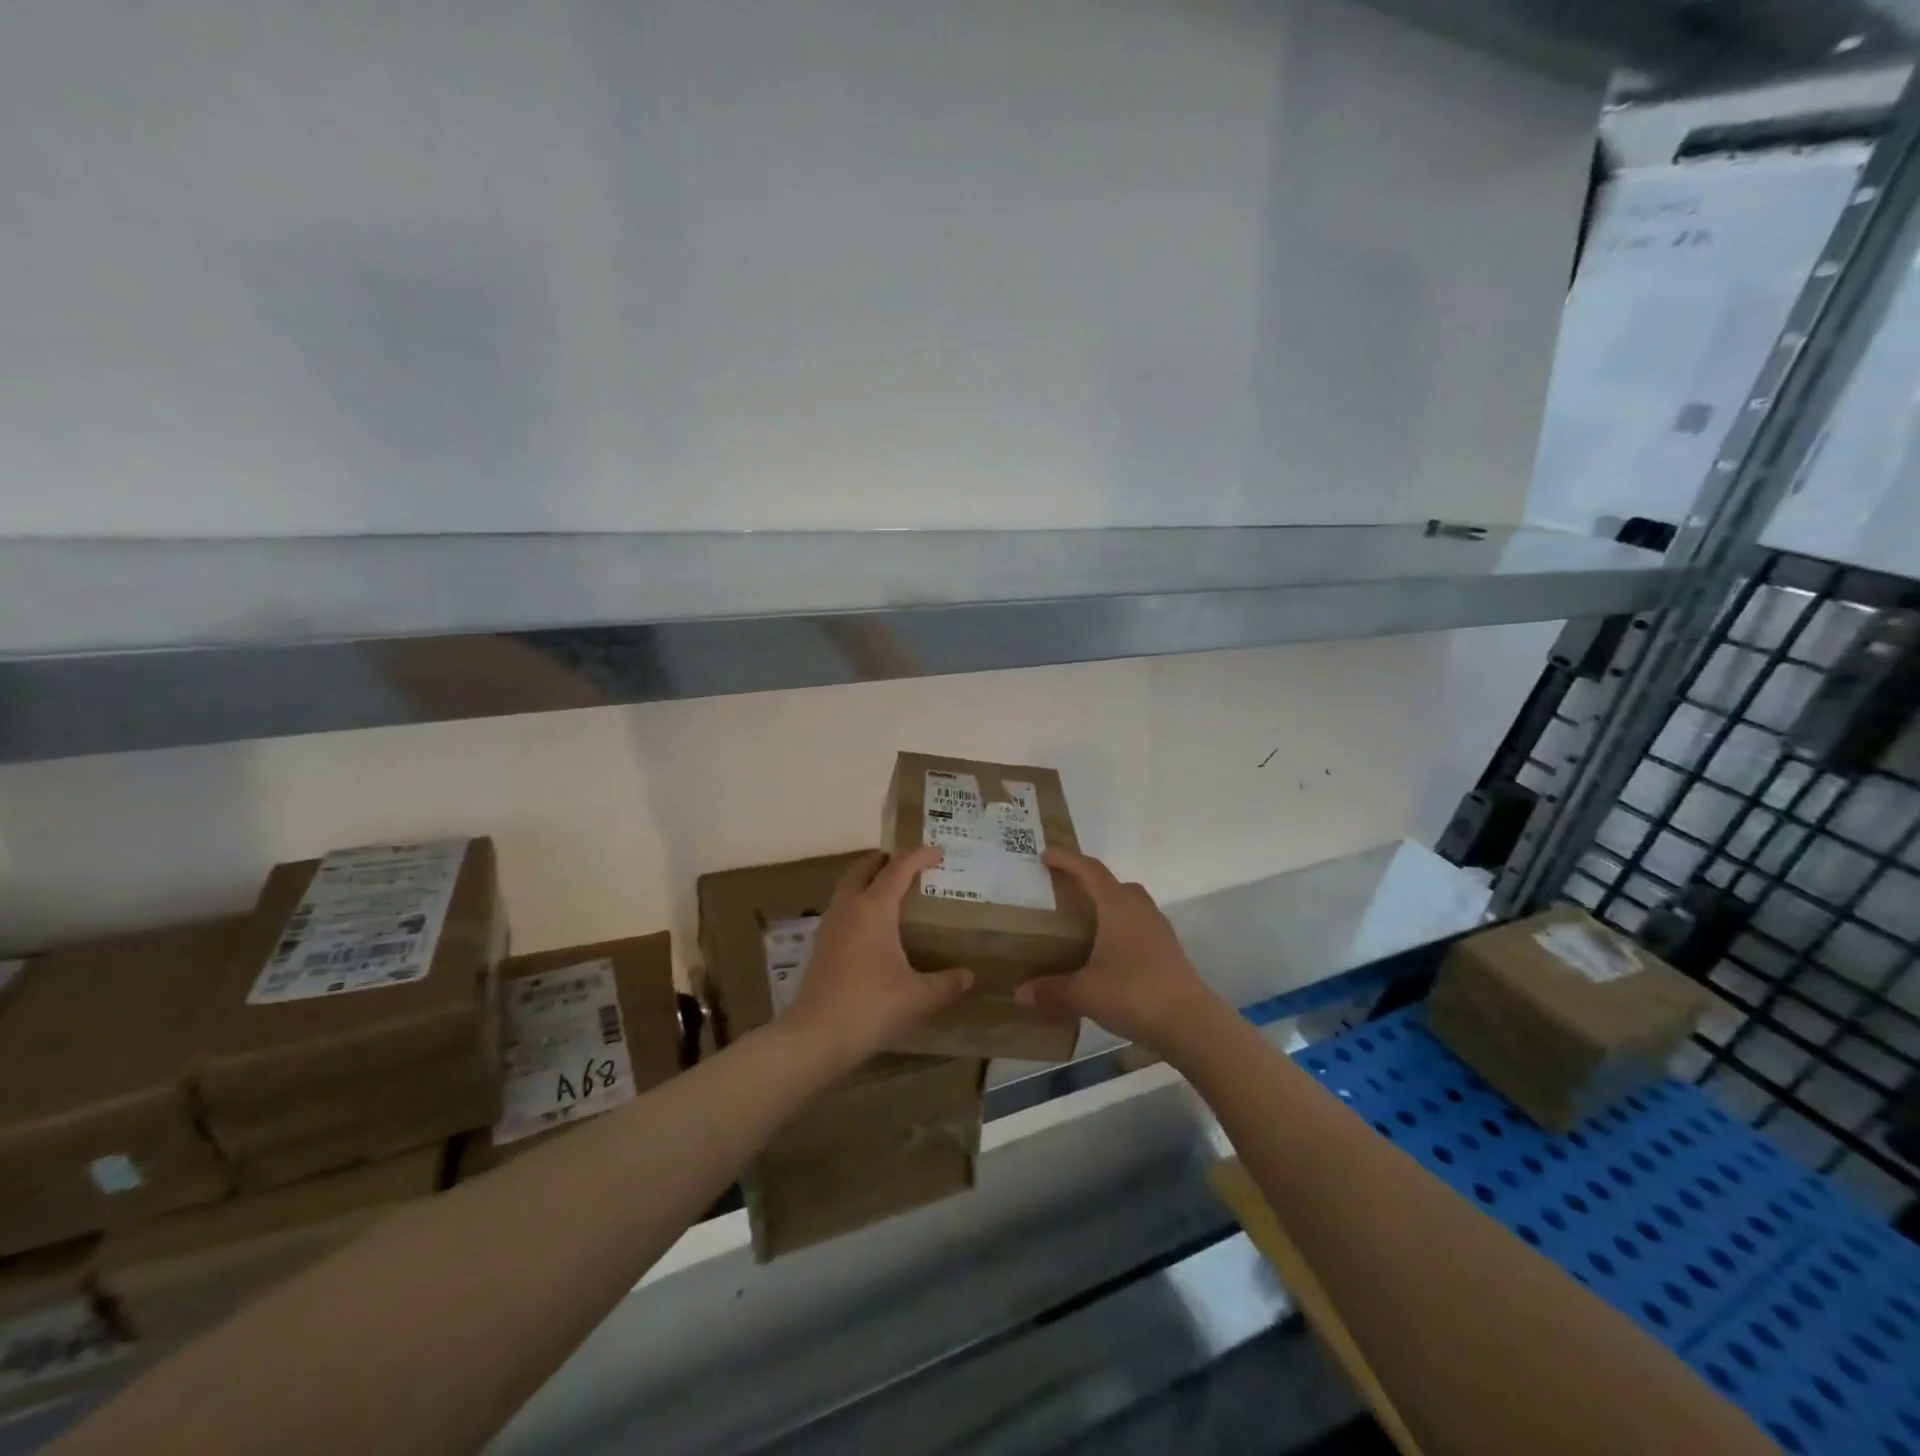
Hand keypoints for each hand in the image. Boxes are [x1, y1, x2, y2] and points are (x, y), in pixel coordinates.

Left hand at [781, 848, 972, 1062]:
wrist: (817, 1035)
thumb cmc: (871, 1006)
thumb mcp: (918, 996)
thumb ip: (946, 983)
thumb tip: (968, 976)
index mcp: (874, 908)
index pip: (898, 868)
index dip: (919, 856)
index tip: (938, 853)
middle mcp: (849, 907)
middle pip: (864, 867)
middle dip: (886, 859)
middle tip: (909, 864)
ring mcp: (830, 924)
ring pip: (848, 885)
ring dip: (868, 878)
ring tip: (892, 890)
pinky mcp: (822, 944)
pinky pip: (842, 906)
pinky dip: (859, 900)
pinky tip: (873, 925)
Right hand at [1015, 849, 1218, 1051]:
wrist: (1190, 1023)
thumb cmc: (1134, 993)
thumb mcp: (1084, 993)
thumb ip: (1051, 990)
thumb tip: (1020, 992)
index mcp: (1117, 906)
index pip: (1089, 870)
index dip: (1067, 860)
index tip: (1045, 855)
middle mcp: (1140, 909)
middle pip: (1113, 884)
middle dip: (1089, 882)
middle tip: (1064, 892)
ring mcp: (1158, 929)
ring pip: (1130, 905)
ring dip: (1108, 906)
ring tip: (1085, 923)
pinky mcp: (1168, 950)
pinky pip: (1139, 926)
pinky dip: (1120, 929)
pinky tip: (1108, 953)